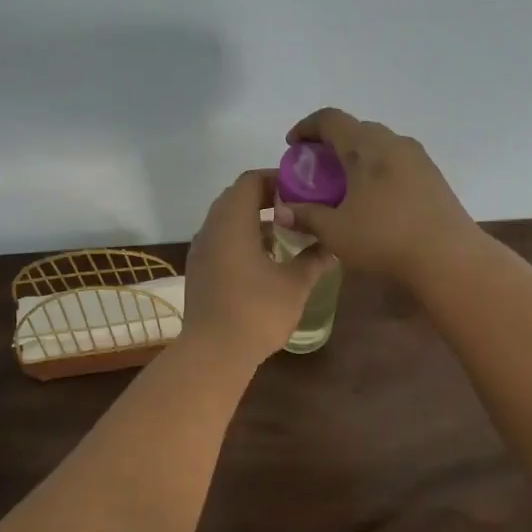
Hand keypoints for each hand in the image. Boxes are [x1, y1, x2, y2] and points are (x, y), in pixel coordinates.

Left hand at [181, 169, 333, 367]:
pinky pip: (221, 240)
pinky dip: (242, 239)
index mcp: (232, 222)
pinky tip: (265, 259)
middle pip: (236, 197)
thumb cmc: (257, 311)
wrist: (214, 353)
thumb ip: (314, 259)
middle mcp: (211, 229)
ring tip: (285, 234)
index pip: (250, 181)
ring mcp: (201, 250)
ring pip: (227, 220)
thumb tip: (332, 245)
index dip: (277, 178)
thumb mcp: (294, 284)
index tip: (302, 189)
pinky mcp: (199, 270)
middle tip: (297, 209)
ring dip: (254, 220)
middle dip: (267, 198)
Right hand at [277, 109, 477, 286]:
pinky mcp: (434, 178)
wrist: (450, 259)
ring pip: (379, 146)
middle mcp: (394, 143)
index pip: (331, 119)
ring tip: (343, 186)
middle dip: (331, 144)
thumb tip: (282, 211)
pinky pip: (397, 163)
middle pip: (357, 129)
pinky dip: (377, 171)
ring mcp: (419, 159)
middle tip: (316, 170)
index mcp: (367, 147)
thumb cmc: (385, 239)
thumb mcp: (335, 232)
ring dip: (356, 158)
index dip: (307, 127)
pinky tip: (372, 201)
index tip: (292, 145)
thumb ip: (306, 216)